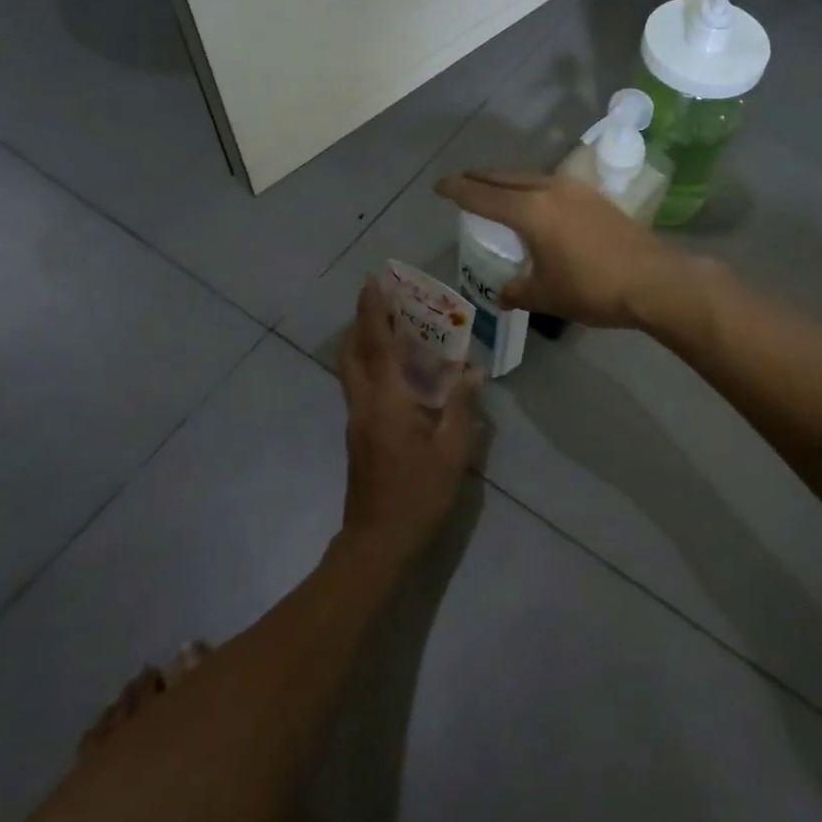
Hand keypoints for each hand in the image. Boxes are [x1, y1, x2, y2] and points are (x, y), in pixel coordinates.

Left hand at [336, 278, 479, 565]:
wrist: (377, 540)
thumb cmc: (418, 494)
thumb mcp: (452, 452)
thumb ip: (460, 407)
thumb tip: (471, 372)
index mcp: (387, 401)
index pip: (376, 344)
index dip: (374, 310)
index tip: (374, 281)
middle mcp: (364, 402)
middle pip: (352, 350)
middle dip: (362, 319)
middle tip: (381, 296)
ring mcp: (356, 418)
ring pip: (350, 367)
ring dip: (362, 339)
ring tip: (389, 323)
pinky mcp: (357, 433)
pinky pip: (359, 383)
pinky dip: (370, 362)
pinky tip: (395, 368)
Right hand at [434, 172, 691, 329]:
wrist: (654, 281)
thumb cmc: (593, 288)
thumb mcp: (547, 295)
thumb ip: (518, 291)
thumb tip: (502, 294)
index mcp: (531, 211)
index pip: (483, 196)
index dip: (458, 190)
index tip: (439, 186)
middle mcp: (551, 190)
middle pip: (506, 178)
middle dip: (481, 179)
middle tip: (463, 183)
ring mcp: (577, 190)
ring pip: (531, 178)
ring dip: (509, 182)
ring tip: (496, 191)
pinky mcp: (596, 198)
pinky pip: (552, 185)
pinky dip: (533, 189)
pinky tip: (537, 204)